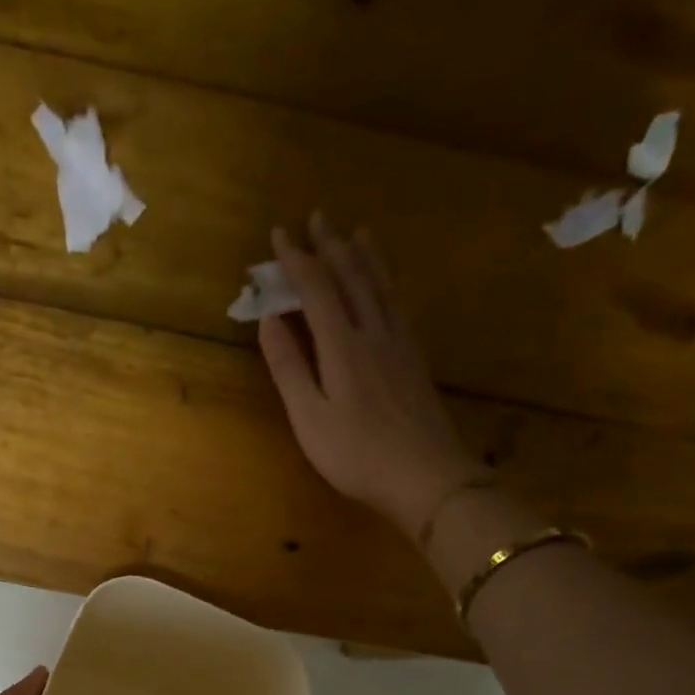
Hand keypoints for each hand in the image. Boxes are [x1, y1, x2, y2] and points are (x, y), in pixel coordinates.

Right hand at [260, 213, 484, 540]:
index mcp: (343, 347)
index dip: (298, 260)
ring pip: (382, 287)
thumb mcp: (309, 417)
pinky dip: (388, 284)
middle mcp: (374, 334)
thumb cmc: (356, 455)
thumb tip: (270, 319)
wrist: (425, 477)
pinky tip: (388, 286)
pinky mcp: (416, 362)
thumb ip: (289, 367)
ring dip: (366, 258)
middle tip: (318, 217)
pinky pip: (399, 306)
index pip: (317, 289)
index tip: (280, 234)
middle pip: (353, 278)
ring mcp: (401, 346)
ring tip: (357, 234)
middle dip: (332, 246)